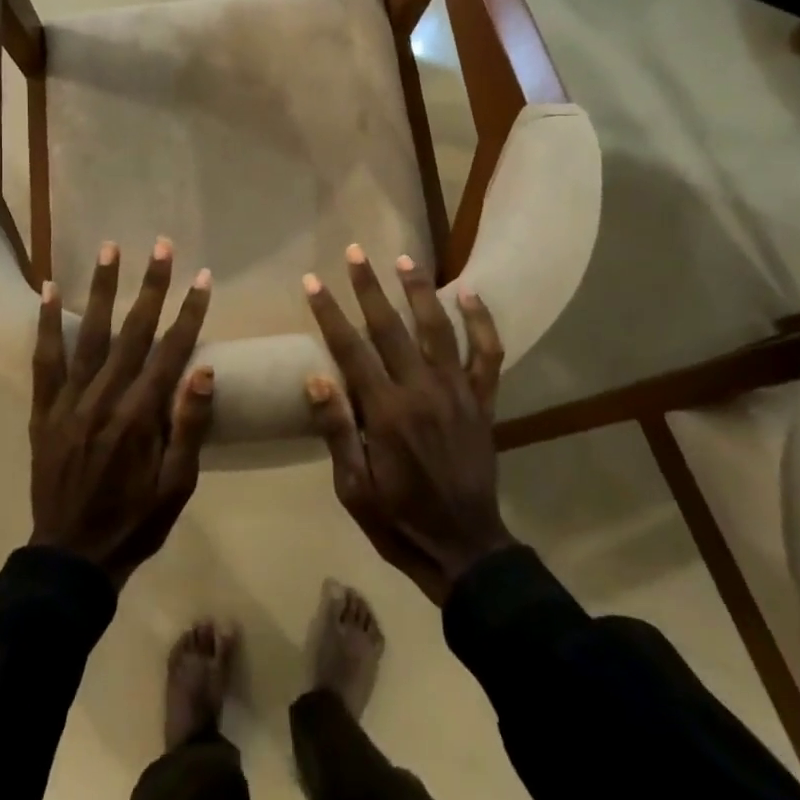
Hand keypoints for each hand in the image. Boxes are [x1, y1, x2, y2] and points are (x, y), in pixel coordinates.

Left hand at [30, 238, 214, 588]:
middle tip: (161, 246)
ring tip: (110, 249)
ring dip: (102, 289)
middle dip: (151, 285)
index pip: (171, 351)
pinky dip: (47, 323)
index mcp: (140, 416)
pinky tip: (50, 290)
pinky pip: (44, 360)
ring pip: (90, 334)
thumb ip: (189, 425)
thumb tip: (203, 368)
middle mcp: (104, 398)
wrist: (72, 556)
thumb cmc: (136, 520)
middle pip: (133, 331)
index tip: (203, 277)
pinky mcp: (43, 410)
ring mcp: (69, 402)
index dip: (190, 312)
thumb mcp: (178, 485)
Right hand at [304, 245, 515, 604]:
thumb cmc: (399, 520)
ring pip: (437, 328)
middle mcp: (421, 391)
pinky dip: (481, 322)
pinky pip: (487, 354)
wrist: (464, 547)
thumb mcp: (354, 488)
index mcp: (385, 413)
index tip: (312, 282)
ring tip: (403, 260)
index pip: (350, 349)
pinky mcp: (482, 401)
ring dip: (418, 291)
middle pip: (390, 327)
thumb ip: (337, 430)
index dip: (329, 312)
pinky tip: (469, 293)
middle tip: (354, 252)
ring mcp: (457, 392)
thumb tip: (315, 378)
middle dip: (368, 287)